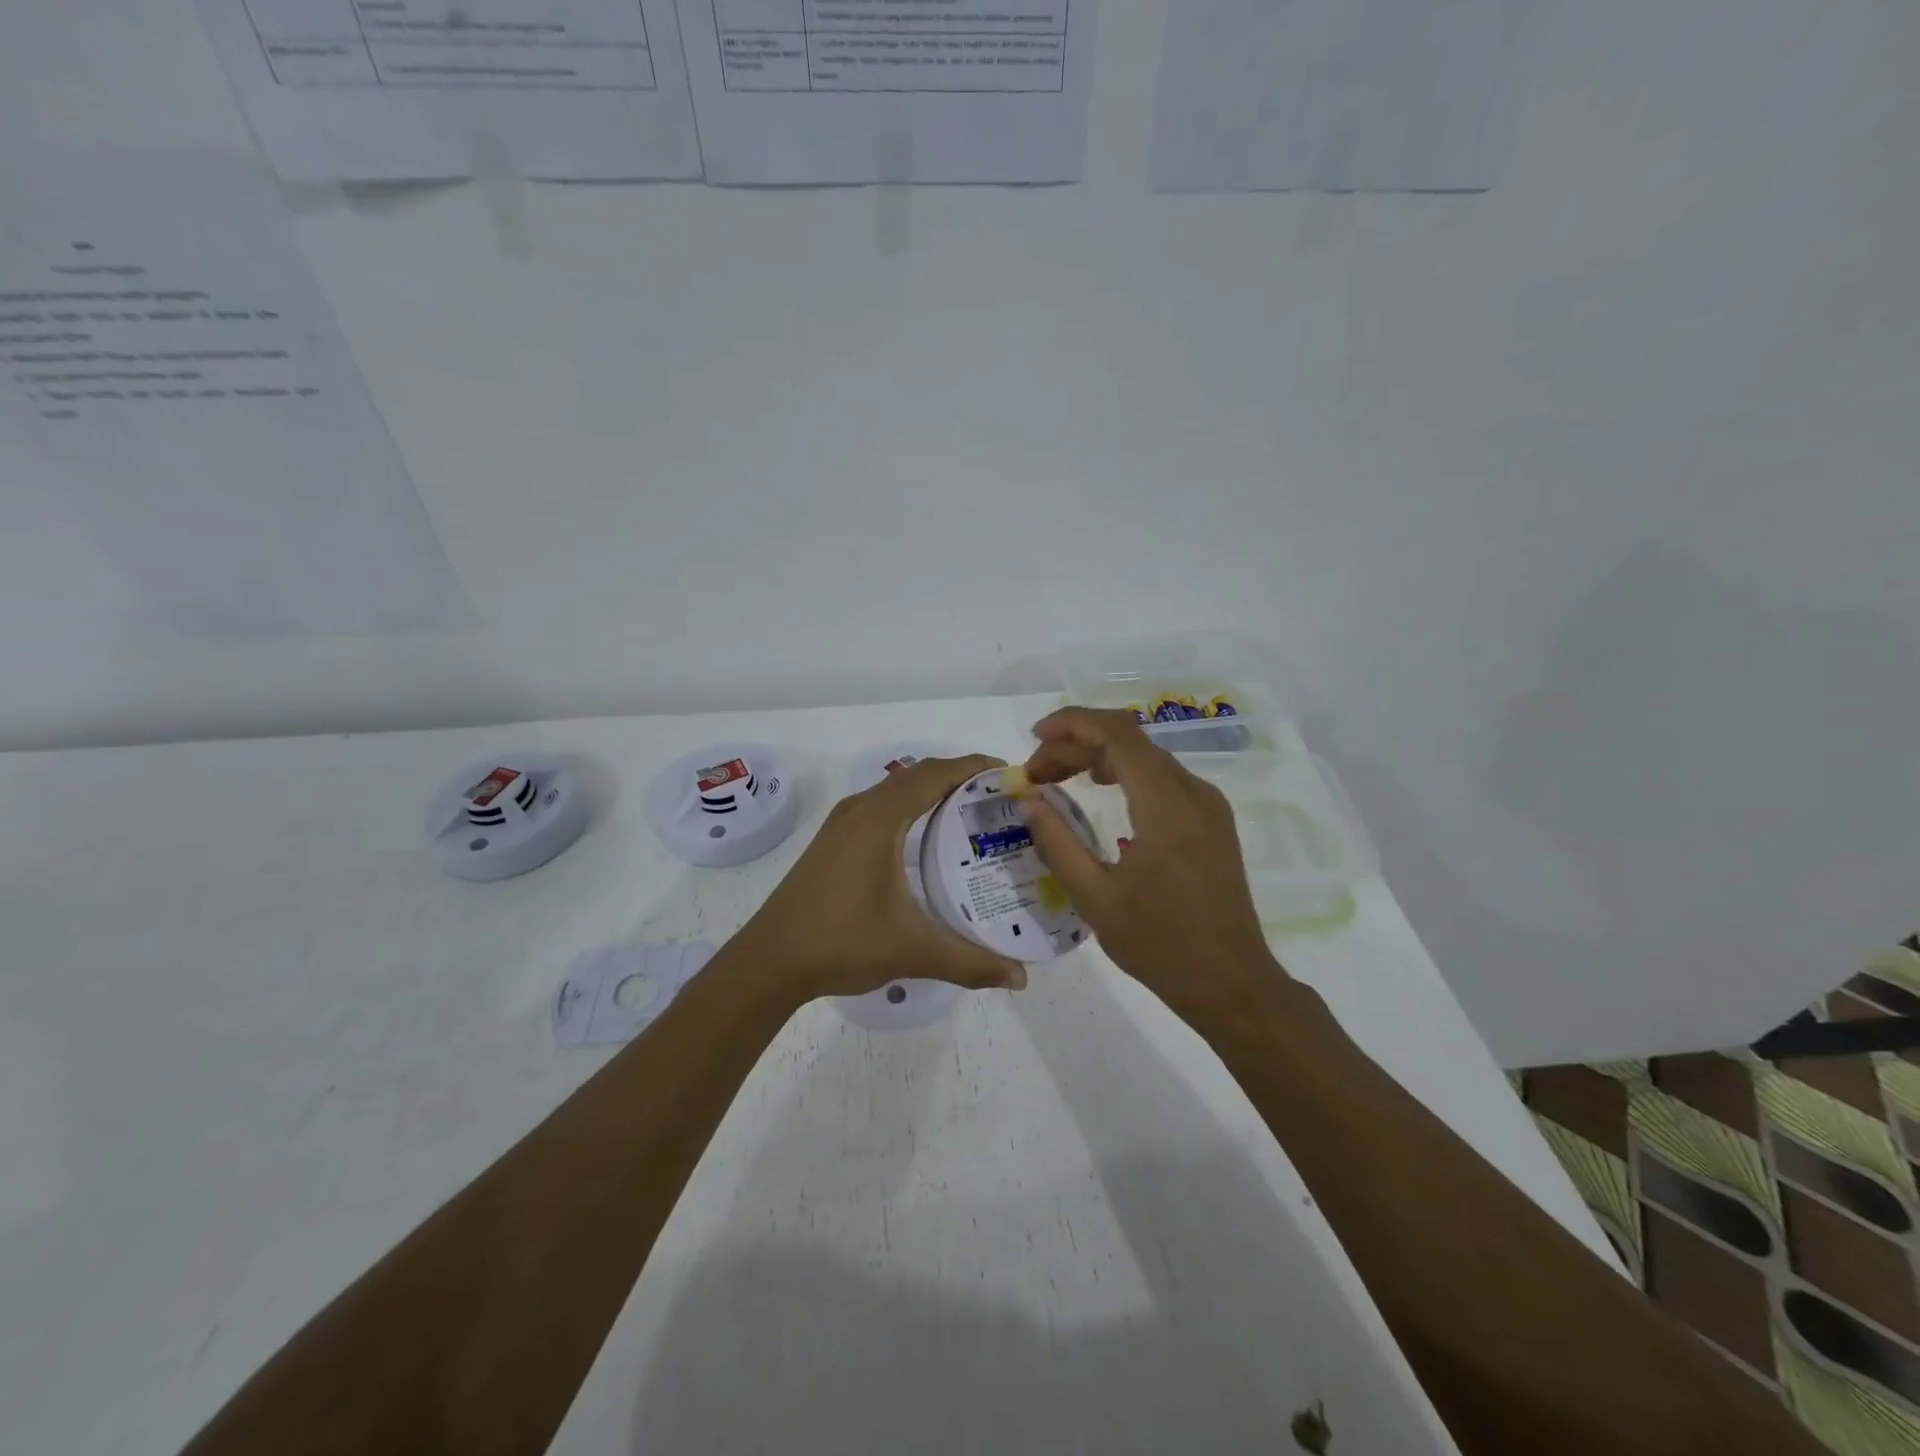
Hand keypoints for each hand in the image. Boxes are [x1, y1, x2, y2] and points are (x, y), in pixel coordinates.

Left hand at [734, 754, 1028, 1003]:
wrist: (769, 960)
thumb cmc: (841, 943)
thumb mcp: (913, 952)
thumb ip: (971, 963)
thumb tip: (1021, 978)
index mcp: (880, 818)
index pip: (936, 774)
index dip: (975, 767)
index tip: (1011, 775)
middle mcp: (861, 809)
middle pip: (918, 774)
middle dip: (960, 776)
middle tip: (1000, 798)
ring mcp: (843, 823)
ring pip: (897, 789)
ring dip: (933, 789)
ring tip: (972, 812)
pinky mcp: (833, 840)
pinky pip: (882, 805)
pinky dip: (912, 806)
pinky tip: (927, 838)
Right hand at [1017, 708, 1281, 1012]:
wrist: (1232, 984)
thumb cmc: (1161, 945)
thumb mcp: (1095, 898)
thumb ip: (1057, 843)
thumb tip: (1028, 801)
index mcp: (1166, 806)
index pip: (1117, 735)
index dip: (1072, 724)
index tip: (1033, 737)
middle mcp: (1194, 793)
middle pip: (1129, 741)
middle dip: (1076, 745)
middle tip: (1036, 773)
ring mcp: (1208, 806)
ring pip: (1146, 757)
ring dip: (1099, 757)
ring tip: (1057, 779)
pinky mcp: (1212, 822)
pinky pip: (1162, 778)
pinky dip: (1124, 773)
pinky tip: (1100, 792)